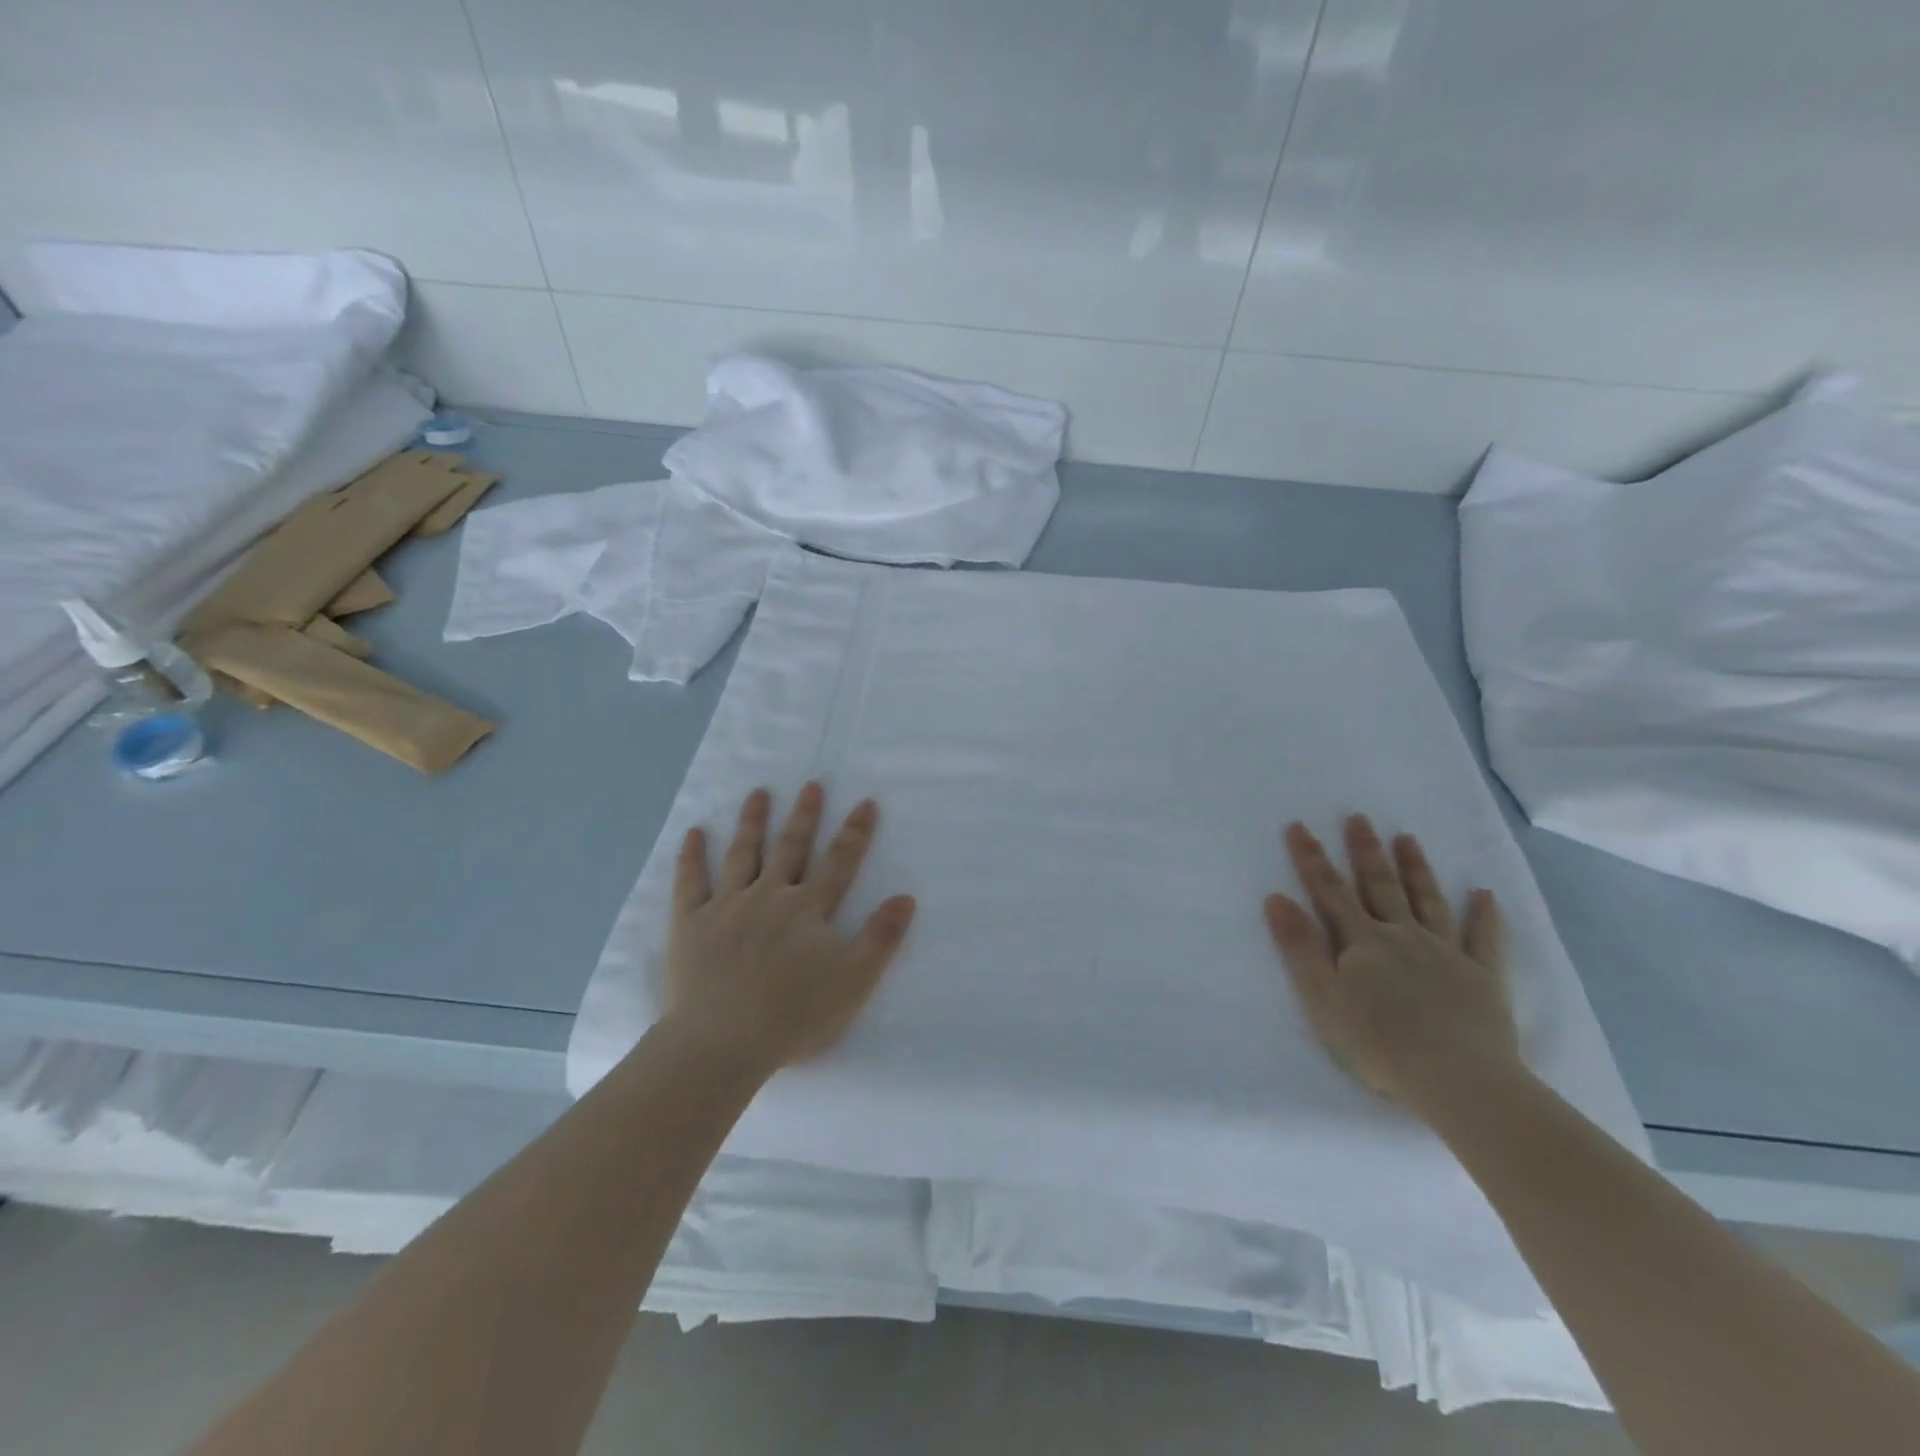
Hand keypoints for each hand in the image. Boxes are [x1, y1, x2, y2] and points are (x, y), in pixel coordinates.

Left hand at [664, 783, 916, 1072]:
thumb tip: (906, 897)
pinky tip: (693, 833)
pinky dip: (691, 857)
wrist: (720, 1044)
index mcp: (808, 910)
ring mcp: (726, 906)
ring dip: (752, 822)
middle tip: (811, 784)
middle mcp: (769, 896)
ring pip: (742, 854)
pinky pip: (690, 882)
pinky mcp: (690, 923)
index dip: (855, 832)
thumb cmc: (792, 1017)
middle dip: (804, 816)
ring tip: (758, 793)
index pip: (839, 863)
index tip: (865, 802)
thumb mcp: (853, 982)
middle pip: (791, 848)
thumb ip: (881, 938)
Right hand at [1265, 814, 1518, 1107]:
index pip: (1330, 891)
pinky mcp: (1483, 977)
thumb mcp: (1322, 998)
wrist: (1459, 1080)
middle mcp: (1403, 936)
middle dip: (1366, 851)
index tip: (1298, 825)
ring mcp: (1446, 953)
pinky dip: (1485, 915)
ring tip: (1407, 837)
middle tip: (1359, 817)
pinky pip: (1485, 939)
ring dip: (1416, 869)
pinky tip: (1484, 894)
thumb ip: (1300, 947)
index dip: (1311, 858)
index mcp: (1362, 942)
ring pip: (1428, 901)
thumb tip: (1276, 898)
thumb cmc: (1379, 1043)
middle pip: (1380, 886)